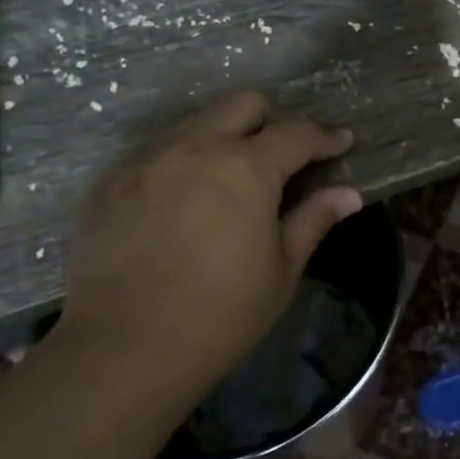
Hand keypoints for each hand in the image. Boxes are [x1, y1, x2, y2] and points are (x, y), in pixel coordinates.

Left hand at [51, 93, 361, 400]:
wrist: (123, 353)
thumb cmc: (220, 316)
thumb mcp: (281, 270)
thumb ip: (312, 220)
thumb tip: (348, 194)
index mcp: (245, 169)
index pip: (296, 134)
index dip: (326, 137)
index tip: (342, 143)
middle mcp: (195, 149)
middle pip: (243, 105)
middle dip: (273, 121)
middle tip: (284, 158)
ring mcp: (147, 163)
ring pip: (196, 124)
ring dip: (225, 139)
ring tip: (233, 182)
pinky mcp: (111, 185)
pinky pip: (158, 154)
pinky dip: (184, 164)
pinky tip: (186, 205)